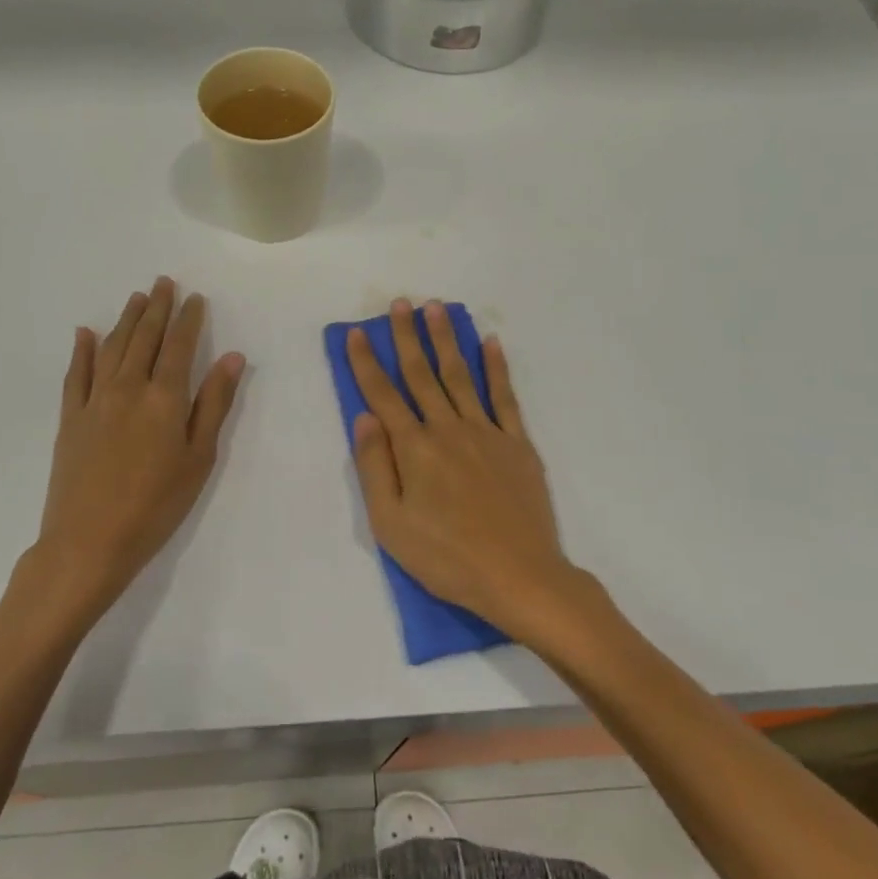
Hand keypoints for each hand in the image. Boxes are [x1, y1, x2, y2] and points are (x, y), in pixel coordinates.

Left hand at [14, 278, 243, 637]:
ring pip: (111, 348)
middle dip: (156, 308)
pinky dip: (82, 351)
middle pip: (143, 338)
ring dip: (125, 320)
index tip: (195, 298)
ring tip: (135, 298)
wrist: (88, 542)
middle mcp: (128, 388)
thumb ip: (214, 404)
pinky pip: (75, 375)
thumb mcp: (199, 458)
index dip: (188, 319)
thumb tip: (233, 357)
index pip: (179, 346)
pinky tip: (85, 334)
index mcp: (164, 398)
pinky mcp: (70, 419)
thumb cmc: (156, 505)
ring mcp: (94, 401)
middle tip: (163, 282)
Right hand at [347, 299, 577, 639]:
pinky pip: (504, 396)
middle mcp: (447, 429)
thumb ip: (375, 466)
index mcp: (414, 448)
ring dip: (446, 339)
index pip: (383, 395)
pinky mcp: (517, 443)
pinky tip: (490, 342)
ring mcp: (486, 432)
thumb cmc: (446, 557)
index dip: (366, 362)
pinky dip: (497, 367)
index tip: (358, 333)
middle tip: (400, 303)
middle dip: (407, 337)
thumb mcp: (391, 524)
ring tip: (436, 309)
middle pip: (421, 374)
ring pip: (460, 375)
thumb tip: (364, 417)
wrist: (519, 576)